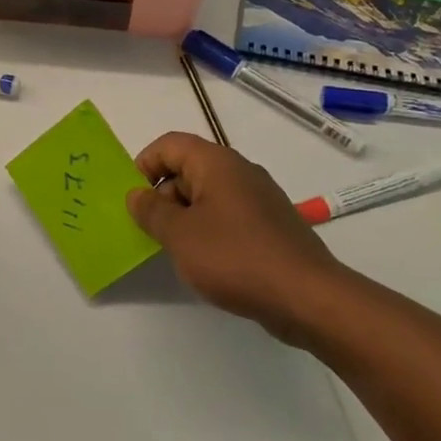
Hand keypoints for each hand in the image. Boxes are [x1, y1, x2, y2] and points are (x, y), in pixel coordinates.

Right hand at [126, 133, 346, 342]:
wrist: (306, 296)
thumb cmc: (235, 257)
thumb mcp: (179, 235)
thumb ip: (151, 211)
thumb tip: (137, 194)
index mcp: (216, 163)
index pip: (170, 144)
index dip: (145, 165)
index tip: (134, 199)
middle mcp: (240, 171)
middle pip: (188, 168)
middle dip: (164, 195)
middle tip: (152, 231)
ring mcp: (259, 198)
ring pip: (208, 195)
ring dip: (185, 216)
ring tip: (177, 250)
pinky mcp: (270, 225)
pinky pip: (228, 216)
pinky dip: (209, 230)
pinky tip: (207, 262)